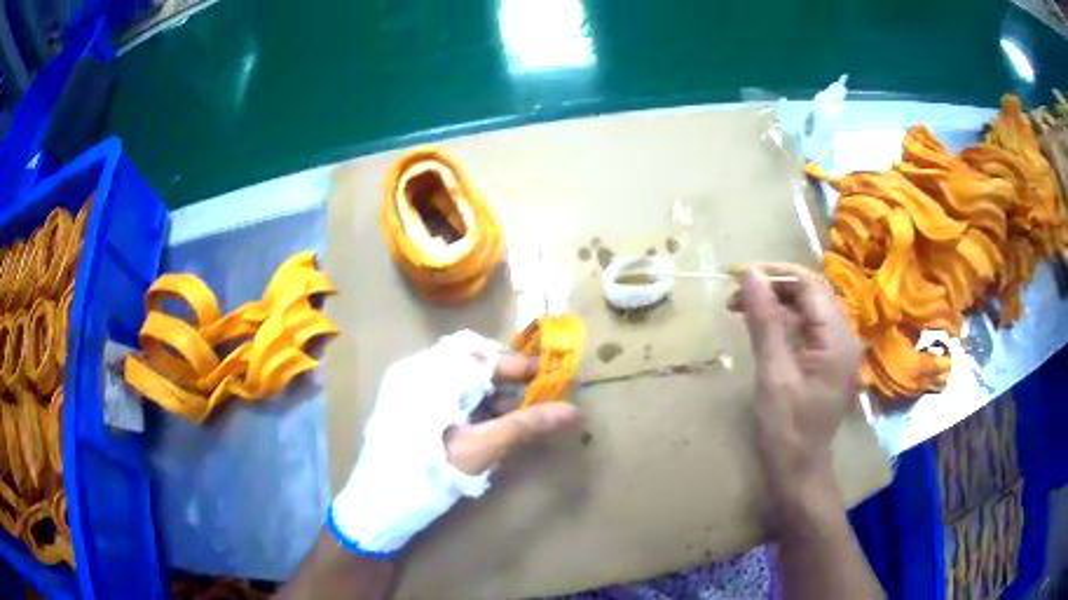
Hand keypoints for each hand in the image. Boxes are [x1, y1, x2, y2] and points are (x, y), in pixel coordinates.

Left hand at [328, 330, 579, 557]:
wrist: (379, 505)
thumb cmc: (428, 474)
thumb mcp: (480, 450)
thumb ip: (524, 426)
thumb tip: (572, 411)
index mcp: (430, 374)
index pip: (483, 356)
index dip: (519, 366)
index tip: (552, 377)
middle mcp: (417, 371)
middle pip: (472, 362)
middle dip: (507, 379)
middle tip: (536, 397)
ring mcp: (408, 387)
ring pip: (460, 378)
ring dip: (490, 392)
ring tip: (516, 414)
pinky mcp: (407, 405)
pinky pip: (446, 392)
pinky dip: (471, 403)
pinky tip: (487, 423)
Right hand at [729, 263, 862, 521]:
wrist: (799, 471)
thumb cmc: (786, 429)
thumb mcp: (773, 373)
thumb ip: (765, 321)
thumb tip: (749, 275)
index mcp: (837, 338)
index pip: (809, 286)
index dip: (774, 274)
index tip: (738, 277)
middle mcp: (845, 336)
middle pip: (812, 292)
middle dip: (774, 286)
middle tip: (736, 294)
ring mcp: (839, 349)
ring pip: (809, 308)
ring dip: (778, 301)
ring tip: (743, 307)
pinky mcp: (830, 360)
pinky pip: (809, 327)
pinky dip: (785, 320)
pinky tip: (763, 326)